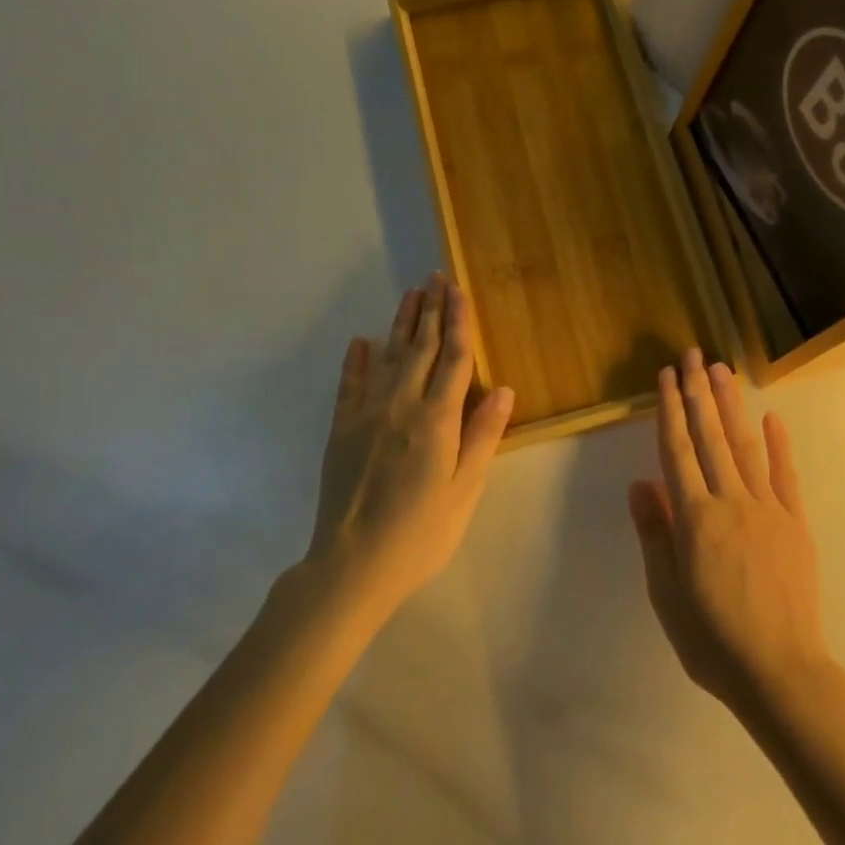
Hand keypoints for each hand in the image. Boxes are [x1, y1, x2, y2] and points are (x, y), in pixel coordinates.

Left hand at [300, 274, 514, 622]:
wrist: (351, 567)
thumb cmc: (420, 533)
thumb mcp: (464, 490)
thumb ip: (482, 436)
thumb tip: (503, 388)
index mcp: (437, 420)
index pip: (453, 358)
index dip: (458, 321)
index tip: (459, 290)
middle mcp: (401, 406)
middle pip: (420, 348)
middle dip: (431, 310)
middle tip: (435, 277)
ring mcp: (366, 416)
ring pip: (388, 358)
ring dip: (400, 324)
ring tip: (410, 295)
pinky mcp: (341, 431)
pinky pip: (349, 385)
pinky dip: (356, 361)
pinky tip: (361, 341)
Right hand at [628, 350, 832, 719]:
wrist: (782, 672)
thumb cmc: (713, 640)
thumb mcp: (666, 595)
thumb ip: (655, 534)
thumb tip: (640, 483)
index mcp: (695, 517)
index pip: (677, 450)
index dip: (670, 410)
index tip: (666, 376)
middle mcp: (730, 501)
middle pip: (710, 436)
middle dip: (698, 392)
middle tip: (692, 354)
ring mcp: (767, 508)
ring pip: (744, 445)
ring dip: (731, 405)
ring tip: (722, 370)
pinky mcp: (795, 522)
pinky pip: (786, 475)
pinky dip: (779, 444)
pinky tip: (772, 417)